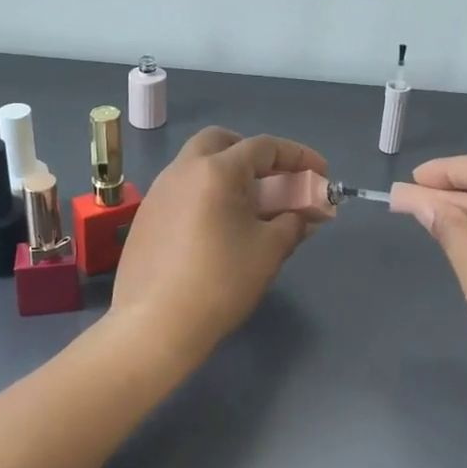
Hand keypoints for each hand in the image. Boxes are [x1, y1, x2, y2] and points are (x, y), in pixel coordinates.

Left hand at [109, 127, 327, 371]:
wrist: (154, 325)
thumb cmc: (220, 282)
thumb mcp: (268, 251)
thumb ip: (293, 223)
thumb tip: (304, 215)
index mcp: (217, 170)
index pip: (264, 146)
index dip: (298, 156)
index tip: (321, 174)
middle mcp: (183, 169)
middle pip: (222, 141)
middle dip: (252, 154)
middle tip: (273, 180)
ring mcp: (159, 192)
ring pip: (197, 164)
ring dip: (227, 173)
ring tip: (249, 208)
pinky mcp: (146, 216)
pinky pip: (182, 189)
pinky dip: (206, 194)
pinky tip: (216, 228)